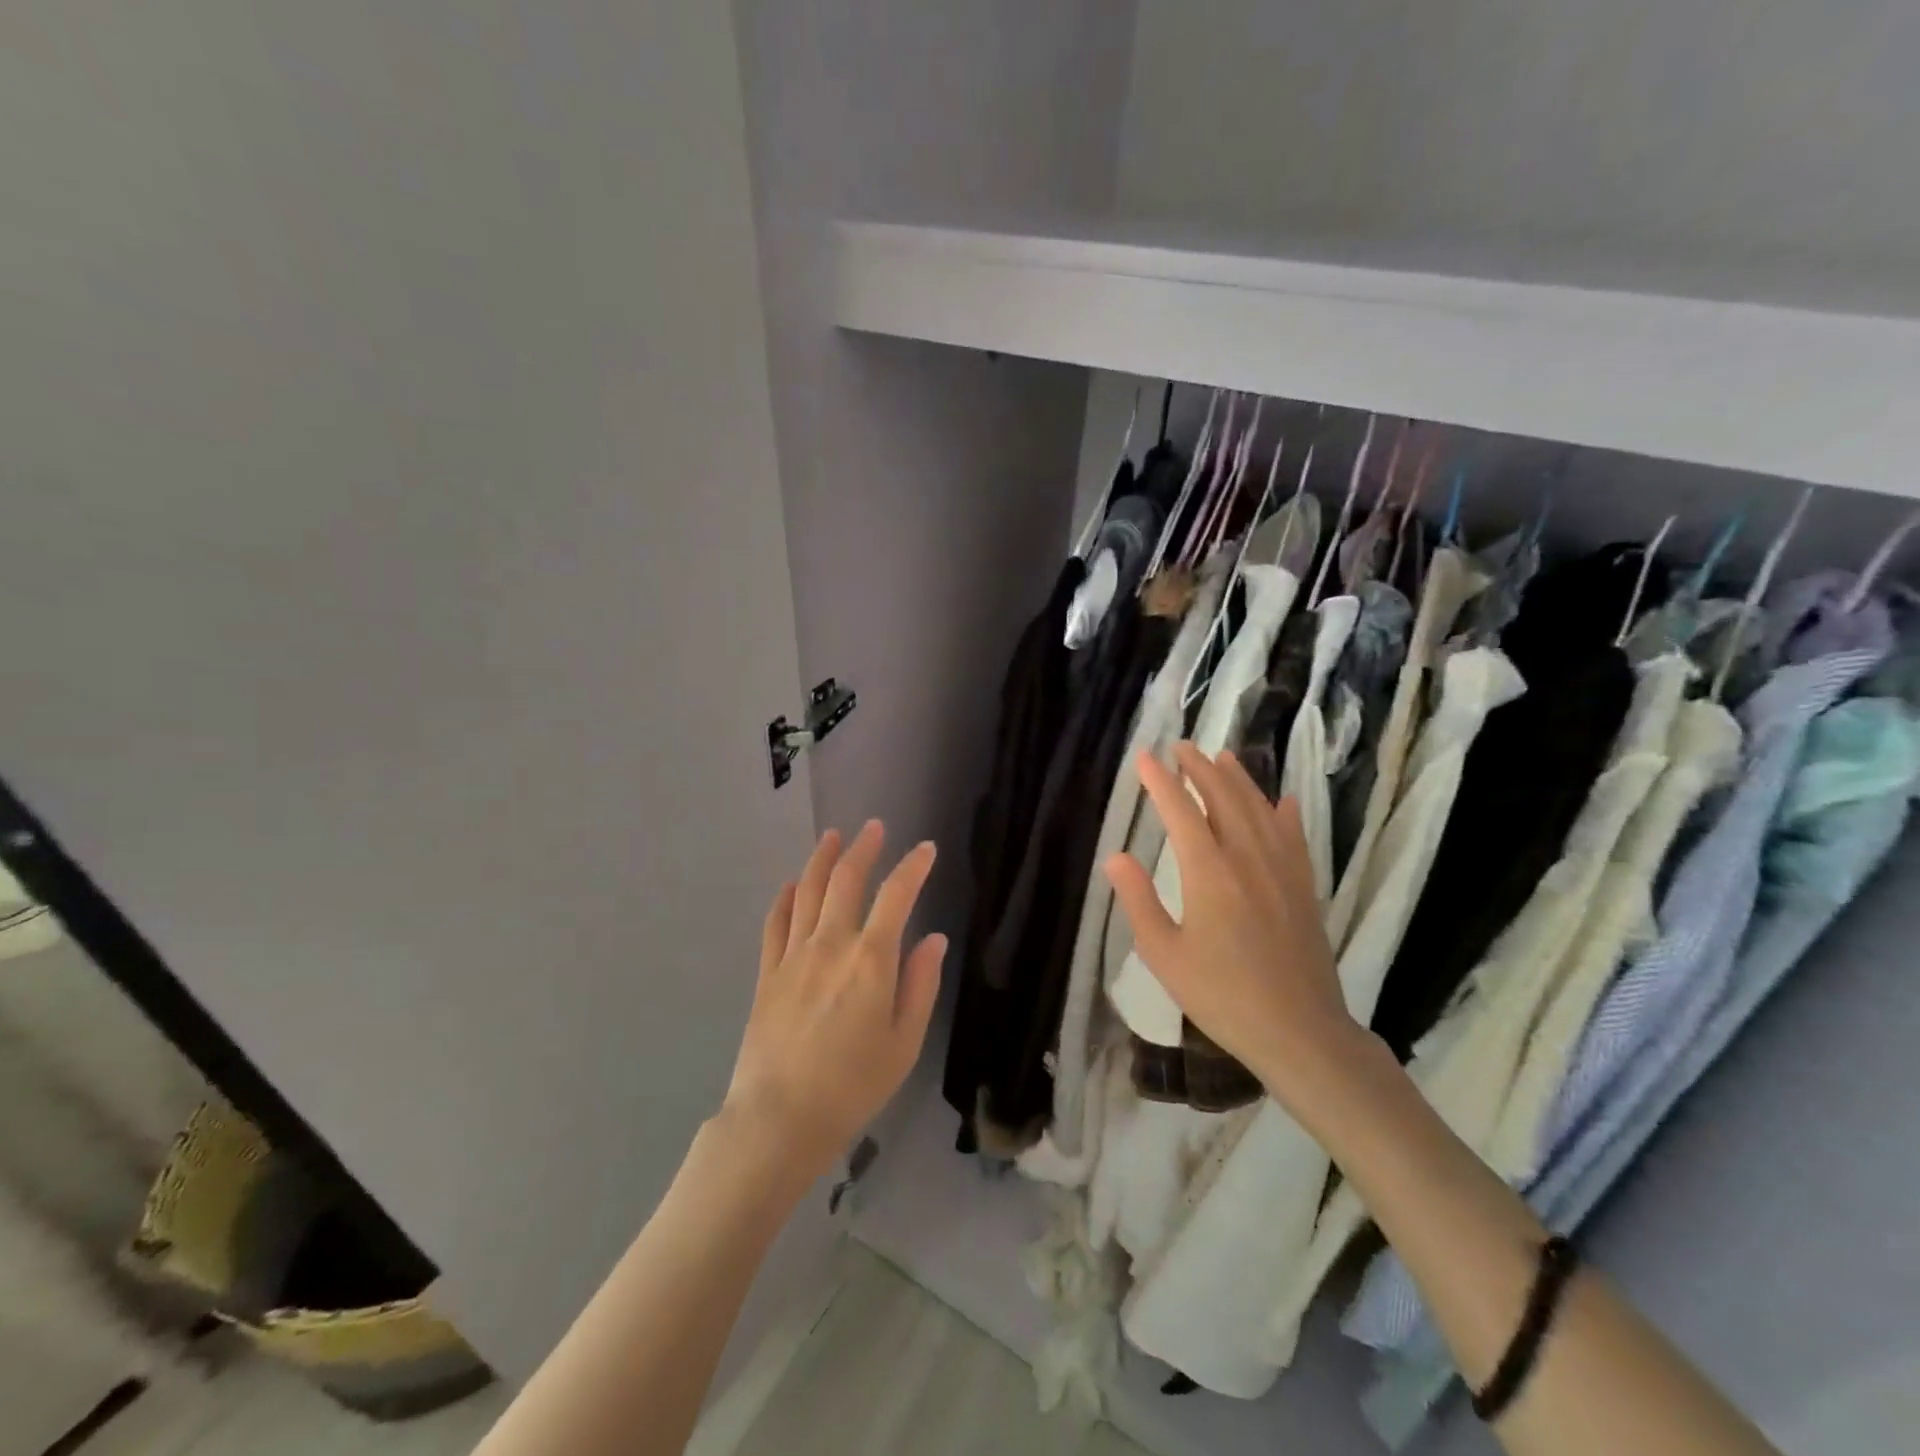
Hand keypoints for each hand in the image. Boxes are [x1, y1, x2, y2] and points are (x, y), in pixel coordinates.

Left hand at [724, 822, 946, 1180]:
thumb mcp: (904, 1042)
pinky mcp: (768, 973)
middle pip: (846, 880)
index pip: (896, 896)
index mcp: (871, 960)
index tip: (926, 849)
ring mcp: (794, 955)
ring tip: (833, 836)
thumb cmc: (853, 1086)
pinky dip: (786, 897)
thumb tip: (934, 939)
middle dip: (864, 848)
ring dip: (823, 859)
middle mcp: (831, 944)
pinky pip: (776, 923)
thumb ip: (921, 985)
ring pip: (808, 891)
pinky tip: (793, 885)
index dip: (913, 867)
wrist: (779, 1119)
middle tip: (874, 828)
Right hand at [1105, 743, 1365, 1115]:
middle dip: (1199, 768)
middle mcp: (1248, 859)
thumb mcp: (1165, 955)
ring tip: (1222, 756)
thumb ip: (1138, 902)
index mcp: (1209, 873)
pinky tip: (1283, 800)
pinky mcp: (1304, 887)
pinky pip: (1294, 836)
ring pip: (1259, 809)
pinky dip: (1285, 812)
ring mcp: (1282, 870)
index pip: (1181, 812)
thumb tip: (1115, 856)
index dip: (1160, 782)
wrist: (1299, 1031)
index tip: (1144, 758)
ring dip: (1238, 779)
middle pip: (1223, 798)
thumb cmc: (1222, 996)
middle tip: (1181, 747)